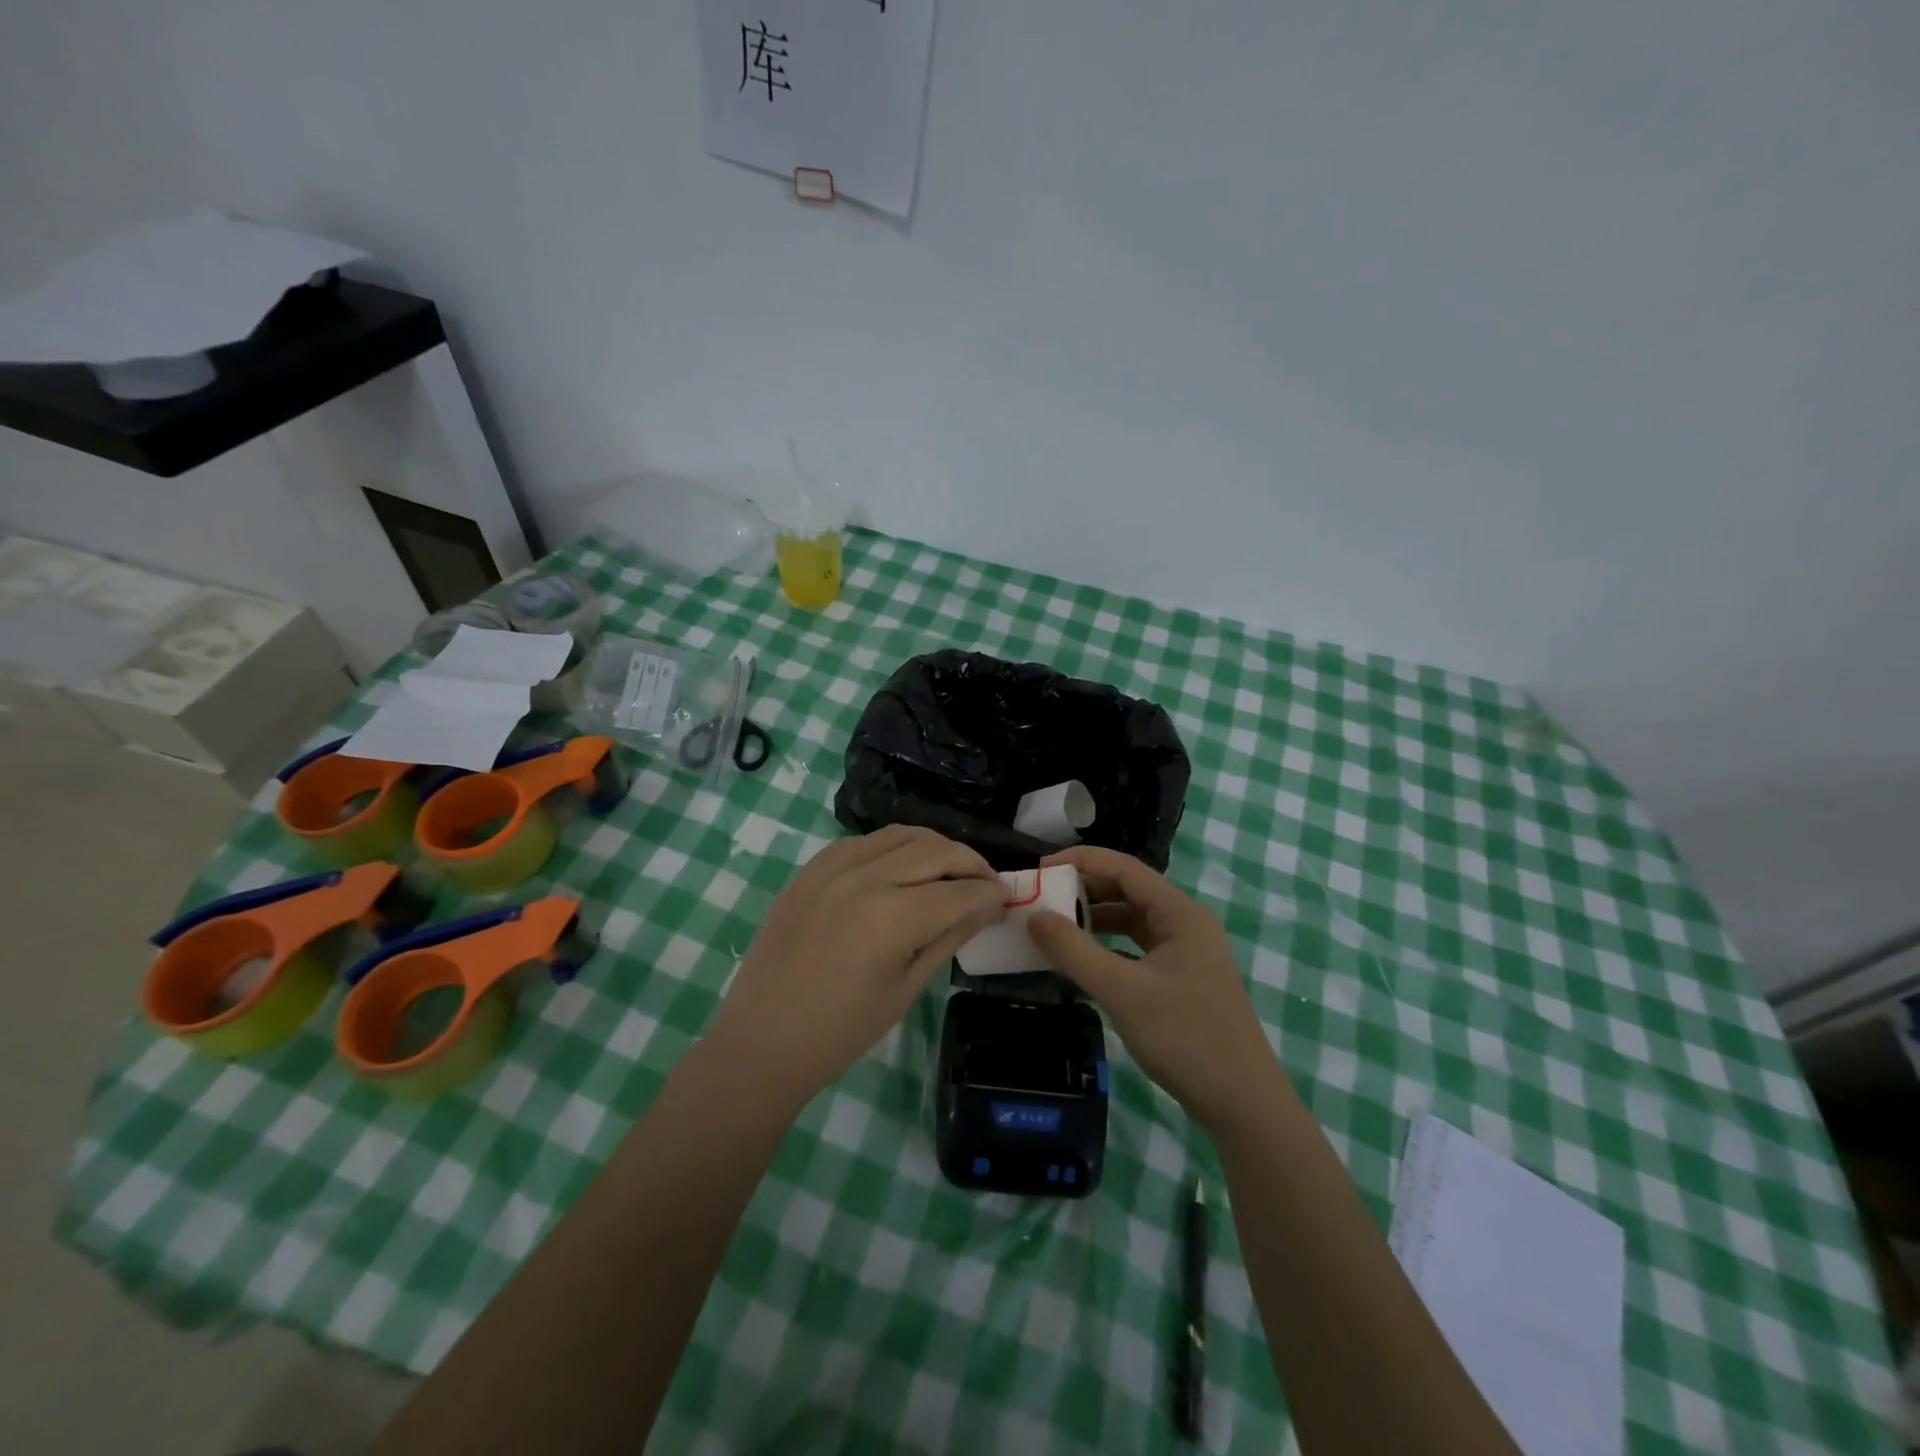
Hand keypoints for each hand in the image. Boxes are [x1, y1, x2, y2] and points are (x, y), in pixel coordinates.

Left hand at [706, 826, 1006, 1111]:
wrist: (762, 1040)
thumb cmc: (840, 1032)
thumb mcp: (905, 989)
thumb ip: (948, 938)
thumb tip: (988, 909)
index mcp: (891, 916)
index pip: (959, 891)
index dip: (990, 893)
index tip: (1009, 897)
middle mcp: (864, 877)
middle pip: (935, 851)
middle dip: (971, 863)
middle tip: (988, 882)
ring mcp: (832, 867)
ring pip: (901, 835)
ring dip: (935, 846)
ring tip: (952, 868)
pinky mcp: (811, 868)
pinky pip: (864, 841)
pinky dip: (893, 846)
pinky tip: (903, 866)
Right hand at [1028, 846, 1286, 1133]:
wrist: (1244, 1105)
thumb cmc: (1186, 1038)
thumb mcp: (1122, 991)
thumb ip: (1074, 951)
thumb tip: (1034, 916)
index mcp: (1180, 913)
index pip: (1124, 867)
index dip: (1080, 862)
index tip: (1040, 869)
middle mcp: (1186, 923)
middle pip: (1128, 890)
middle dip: (1084, 890)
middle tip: (1041, 898)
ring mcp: (1187, 953)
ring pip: (1133, 920)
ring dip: (1095, 919)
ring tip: (1054, 926)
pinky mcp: (1182, 980)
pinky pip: (1137, 948)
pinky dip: (1108, 947)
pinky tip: (1083, 961)